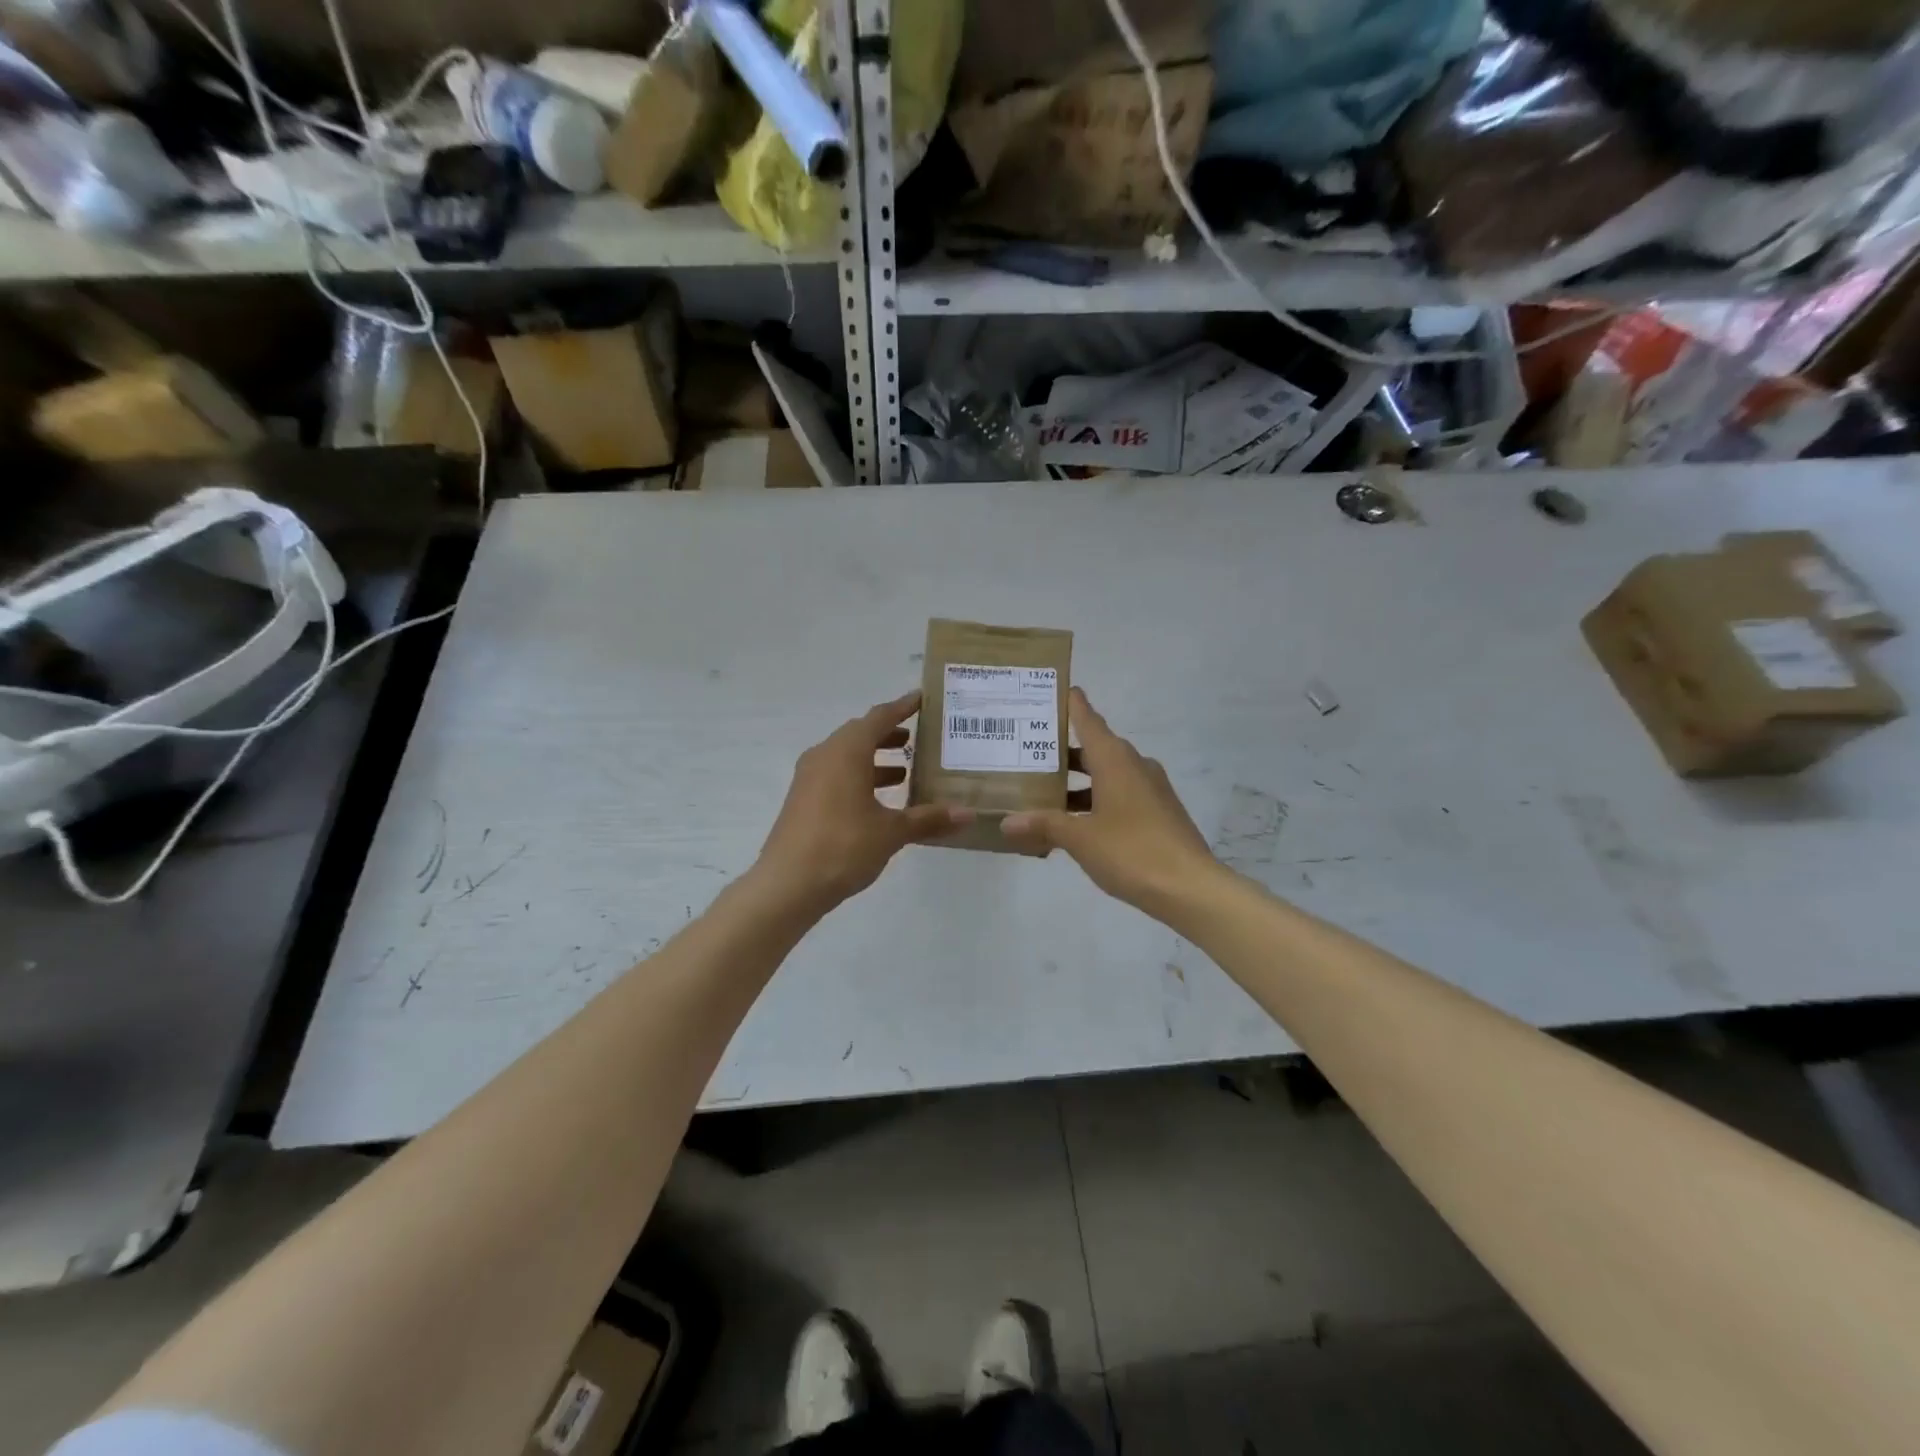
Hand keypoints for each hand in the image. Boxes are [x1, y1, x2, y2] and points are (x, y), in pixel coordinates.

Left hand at [755, 691, 971, 912]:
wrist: (787, 885)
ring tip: (906, 770)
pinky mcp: (803, 799)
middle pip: (861, 734)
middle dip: (890, 734)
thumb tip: (968, 814)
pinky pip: (836, 775)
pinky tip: (879, 800)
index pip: (879, 717)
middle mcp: (825, 755)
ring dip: (875, 759)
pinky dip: (860, 777)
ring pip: (847, 756)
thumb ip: (928, 819)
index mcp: (846, 752)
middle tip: (919, 738)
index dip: (902, 707)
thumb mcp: (891, 832)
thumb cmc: (843, 846)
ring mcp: (809, 778)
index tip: (922, 699)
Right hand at [1000, 688, 1218, 917]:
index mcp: (1115, 760)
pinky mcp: (1158, 812)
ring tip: (1042, 792)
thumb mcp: (1079, 838)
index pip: (1088, 719)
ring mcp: (1150, 789)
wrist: (1190, 888)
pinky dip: (1095, 801)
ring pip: (1106, 774)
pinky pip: (1119, 795)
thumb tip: (1006, 822)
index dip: (1070, 704)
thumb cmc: (1131, 851)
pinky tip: (1074, 824)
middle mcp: (1134, 765)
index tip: (1050, 690)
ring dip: (1078, 781)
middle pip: (1094, 747)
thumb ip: (1043, 825)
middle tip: (1027, 750)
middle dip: (1062, 750)